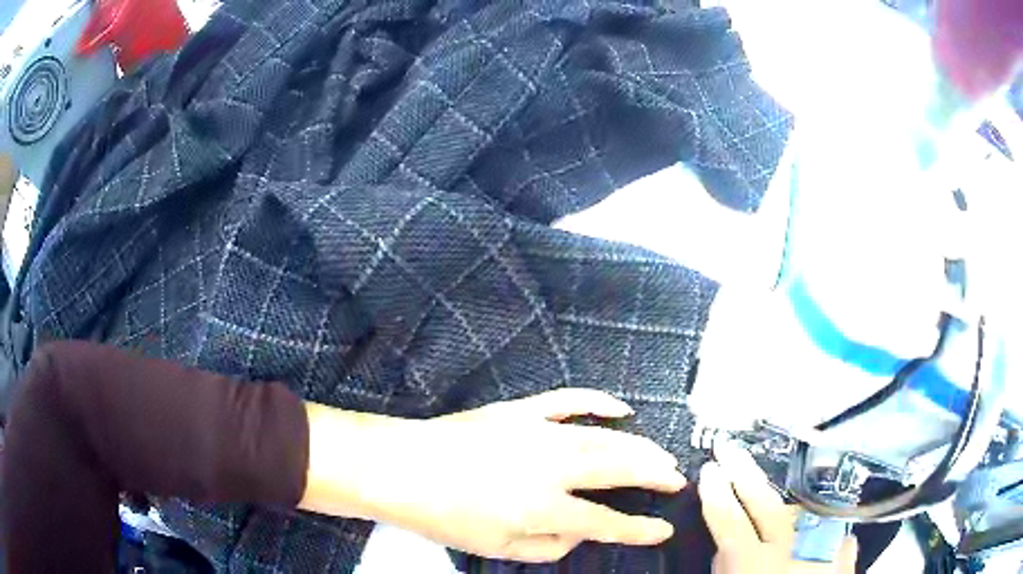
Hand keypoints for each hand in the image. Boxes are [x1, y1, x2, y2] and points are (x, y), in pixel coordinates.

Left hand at [365, 389, 685, 562]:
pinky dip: (598, 402)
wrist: (400, 467)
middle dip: (653, 474)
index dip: (639, 529)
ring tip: (661, 455)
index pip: (606, 521)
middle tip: (676, 478)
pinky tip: (621, 408)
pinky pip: (568, 400)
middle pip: (617, 468)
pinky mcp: (520, 411)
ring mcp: (536, 431)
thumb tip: (582, 531)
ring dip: (638, 445)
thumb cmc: (445, 517)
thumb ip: (550, 545)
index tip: (665, 529)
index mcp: (542, 506)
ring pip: (603, 436)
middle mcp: (549, 466)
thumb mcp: (498, 548)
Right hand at [700, 443, 856, 572]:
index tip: (709, 469)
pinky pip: (822, 524)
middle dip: (744, 472)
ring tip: (768, 497)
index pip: (729, 520)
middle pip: (764, 502)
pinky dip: (809, 523)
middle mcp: (791, 547)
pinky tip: (805, 529)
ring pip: (796, 508)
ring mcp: (821, 542)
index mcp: (755, 564)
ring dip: (779, 501)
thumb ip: (728, 567)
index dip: (716, 493)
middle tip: (729, 448)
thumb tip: (726, 548)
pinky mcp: (843, 544)